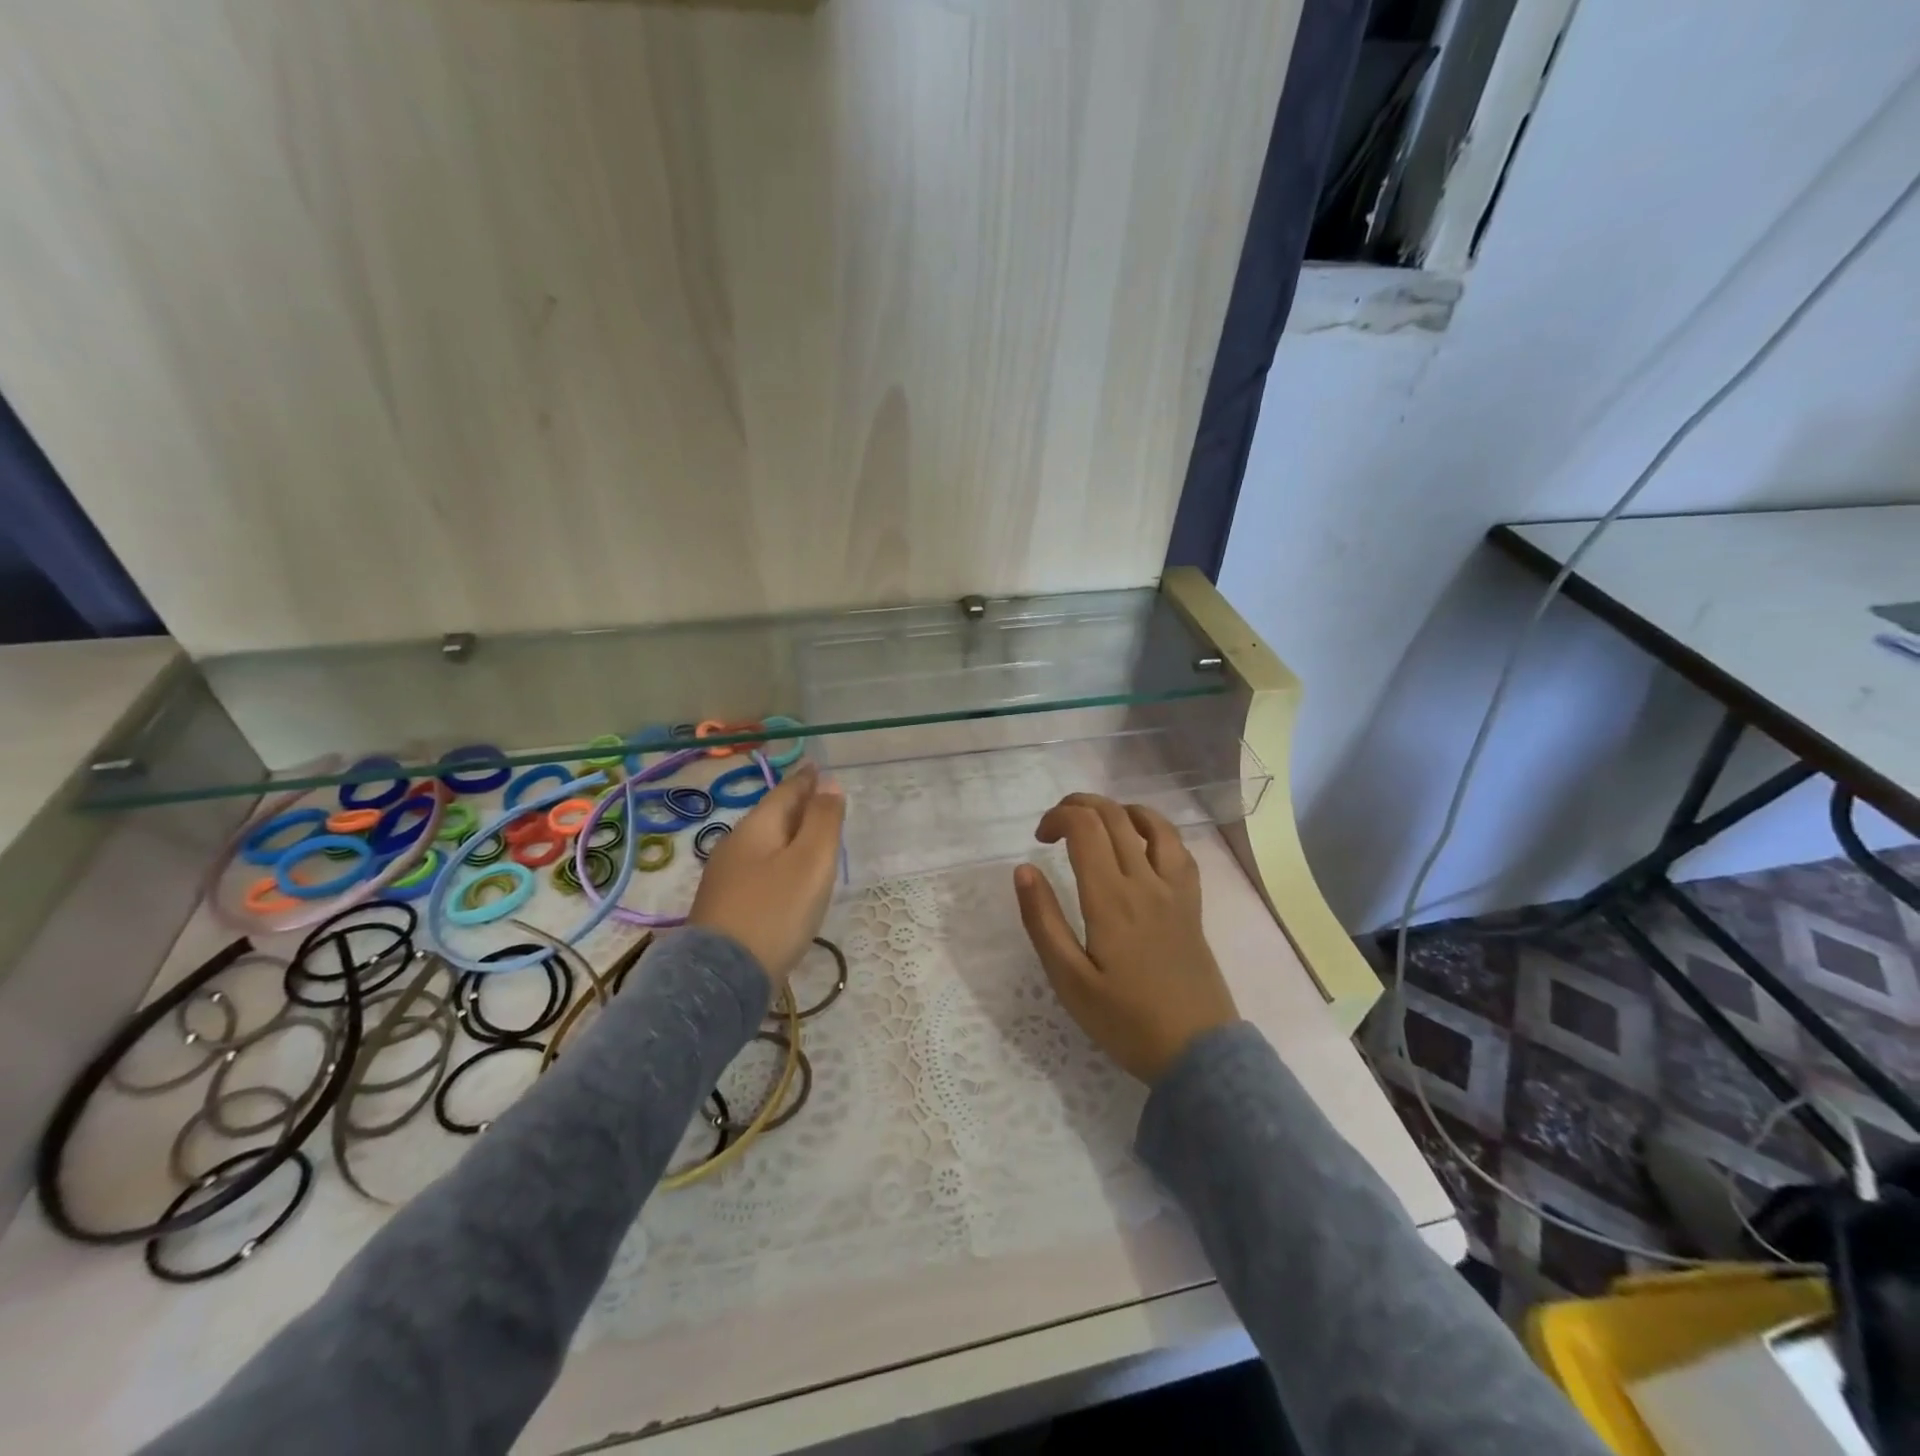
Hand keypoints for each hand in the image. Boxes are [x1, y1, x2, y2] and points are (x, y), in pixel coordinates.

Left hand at [688, 762, 845, 985]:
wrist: (722, 978)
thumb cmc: (775, 912)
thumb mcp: (811, 862)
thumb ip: (823, 821)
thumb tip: (829, 783)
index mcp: (757, 828)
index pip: (786, 792)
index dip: (807, 780)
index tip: (819, 768)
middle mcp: (735, 845)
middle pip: (772, 816)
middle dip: (797, 806)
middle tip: (822, 801)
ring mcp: (725, 877)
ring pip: (764, 844)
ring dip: (788, 836)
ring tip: (810, 839)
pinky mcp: (725, 906)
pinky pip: (758, 870)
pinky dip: (778, 863)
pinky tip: (787, 879)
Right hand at [1014, 794, 1238, 1083]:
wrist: (1197, 1052)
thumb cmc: (1125, 1020)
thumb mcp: (1069, 980)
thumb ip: (1043, 921)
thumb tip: (1024, 869)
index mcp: (1110, 898)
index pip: (1085, 827)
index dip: (1057, 817)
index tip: (1039, 839)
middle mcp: (1145, 882)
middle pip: (1114, 816)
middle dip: (1079, 805)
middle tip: (1056, 825)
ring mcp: (1175, 890)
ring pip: (1152, 823)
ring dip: (1119, 810)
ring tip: (1097, 823)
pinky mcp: (1193, 903)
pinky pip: (1179, 849)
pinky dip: (1156, 830)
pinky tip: (1142, 843)